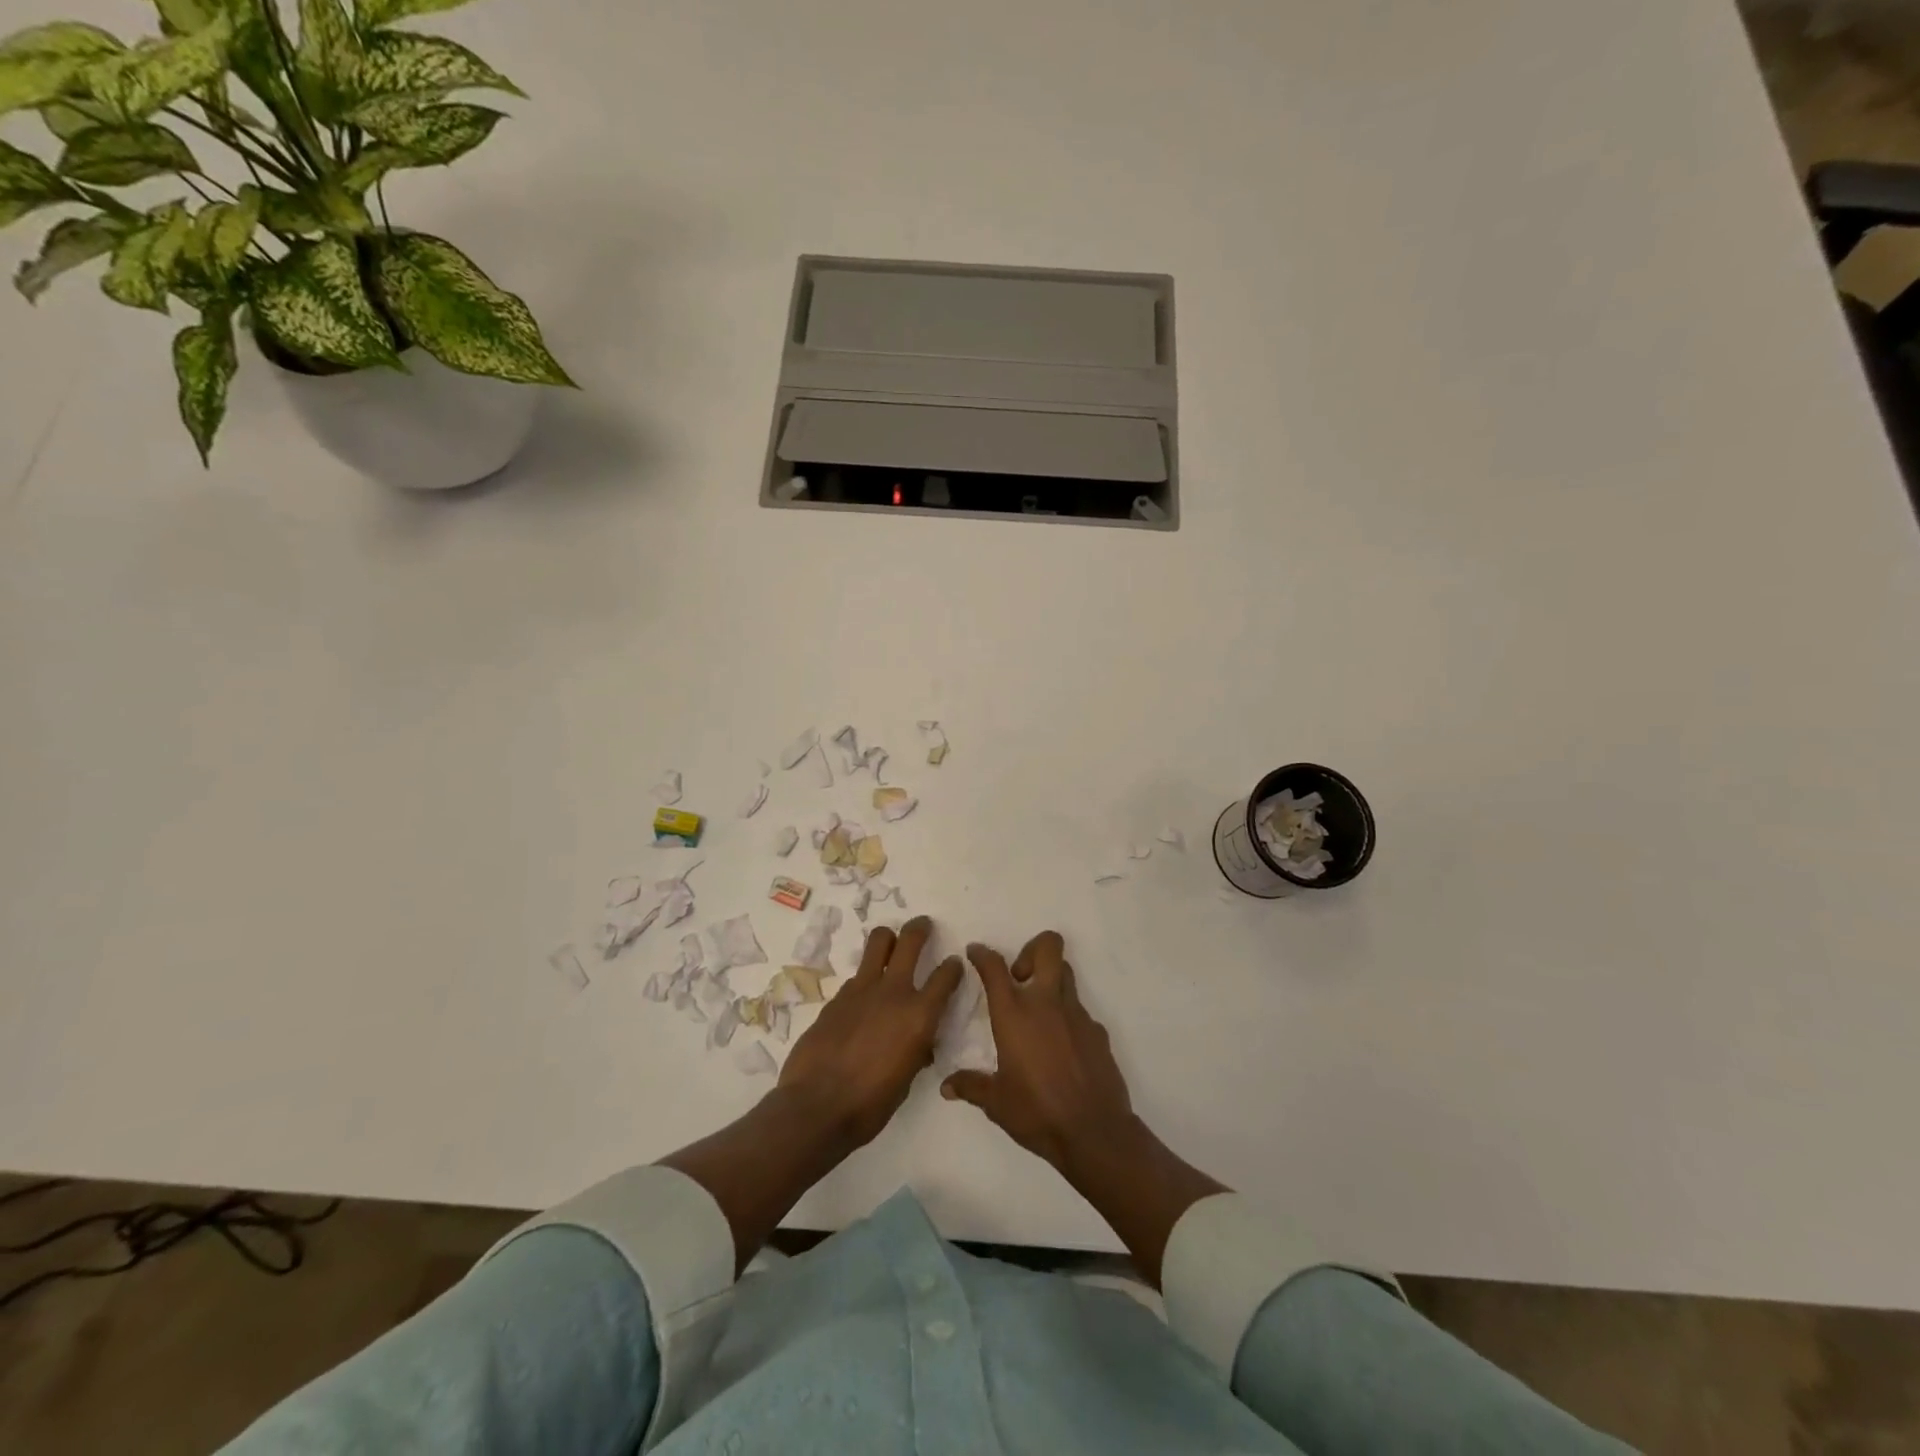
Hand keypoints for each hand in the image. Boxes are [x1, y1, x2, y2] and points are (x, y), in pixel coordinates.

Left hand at [779, 915, 963, 1146]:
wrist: (816, 1106)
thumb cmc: (870, 1104)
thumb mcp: (907, 1079)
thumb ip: (917, 1050)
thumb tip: (920, 1043)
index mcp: (919, 1016)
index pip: (946, 977)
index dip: (953, 967)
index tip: (954, 963)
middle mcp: (894, 992)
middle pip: (910, 941)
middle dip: (920, 928)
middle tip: (924, 925)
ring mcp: (861, 990)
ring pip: (878, 942)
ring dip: (888, 938)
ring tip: (891, 942)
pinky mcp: (837, 996)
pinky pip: (857, 975)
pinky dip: (866, 977)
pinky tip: (863, 996)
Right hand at [940, 931, 1136, 1174]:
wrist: (1095, 1132)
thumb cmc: (1037, 1112)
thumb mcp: (996, 1102)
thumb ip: (971, 1087)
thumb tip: (946, 1086)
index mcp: (1015, 1014)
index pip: (995, 967)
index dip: (982, 954)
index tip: (975, 953)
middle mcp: (1047, 1003)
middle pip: (1048, 947)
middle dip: (1032, 949)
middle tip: (1019, 978)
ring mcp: (1077, 1014)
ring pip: (1066, 974)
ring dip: (1050, 980)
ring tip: (1038, 1012)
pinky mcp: (1098, 1031)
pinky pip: (1080, 1011)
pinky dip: (1067, 1018)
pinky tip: (1061, 1048)